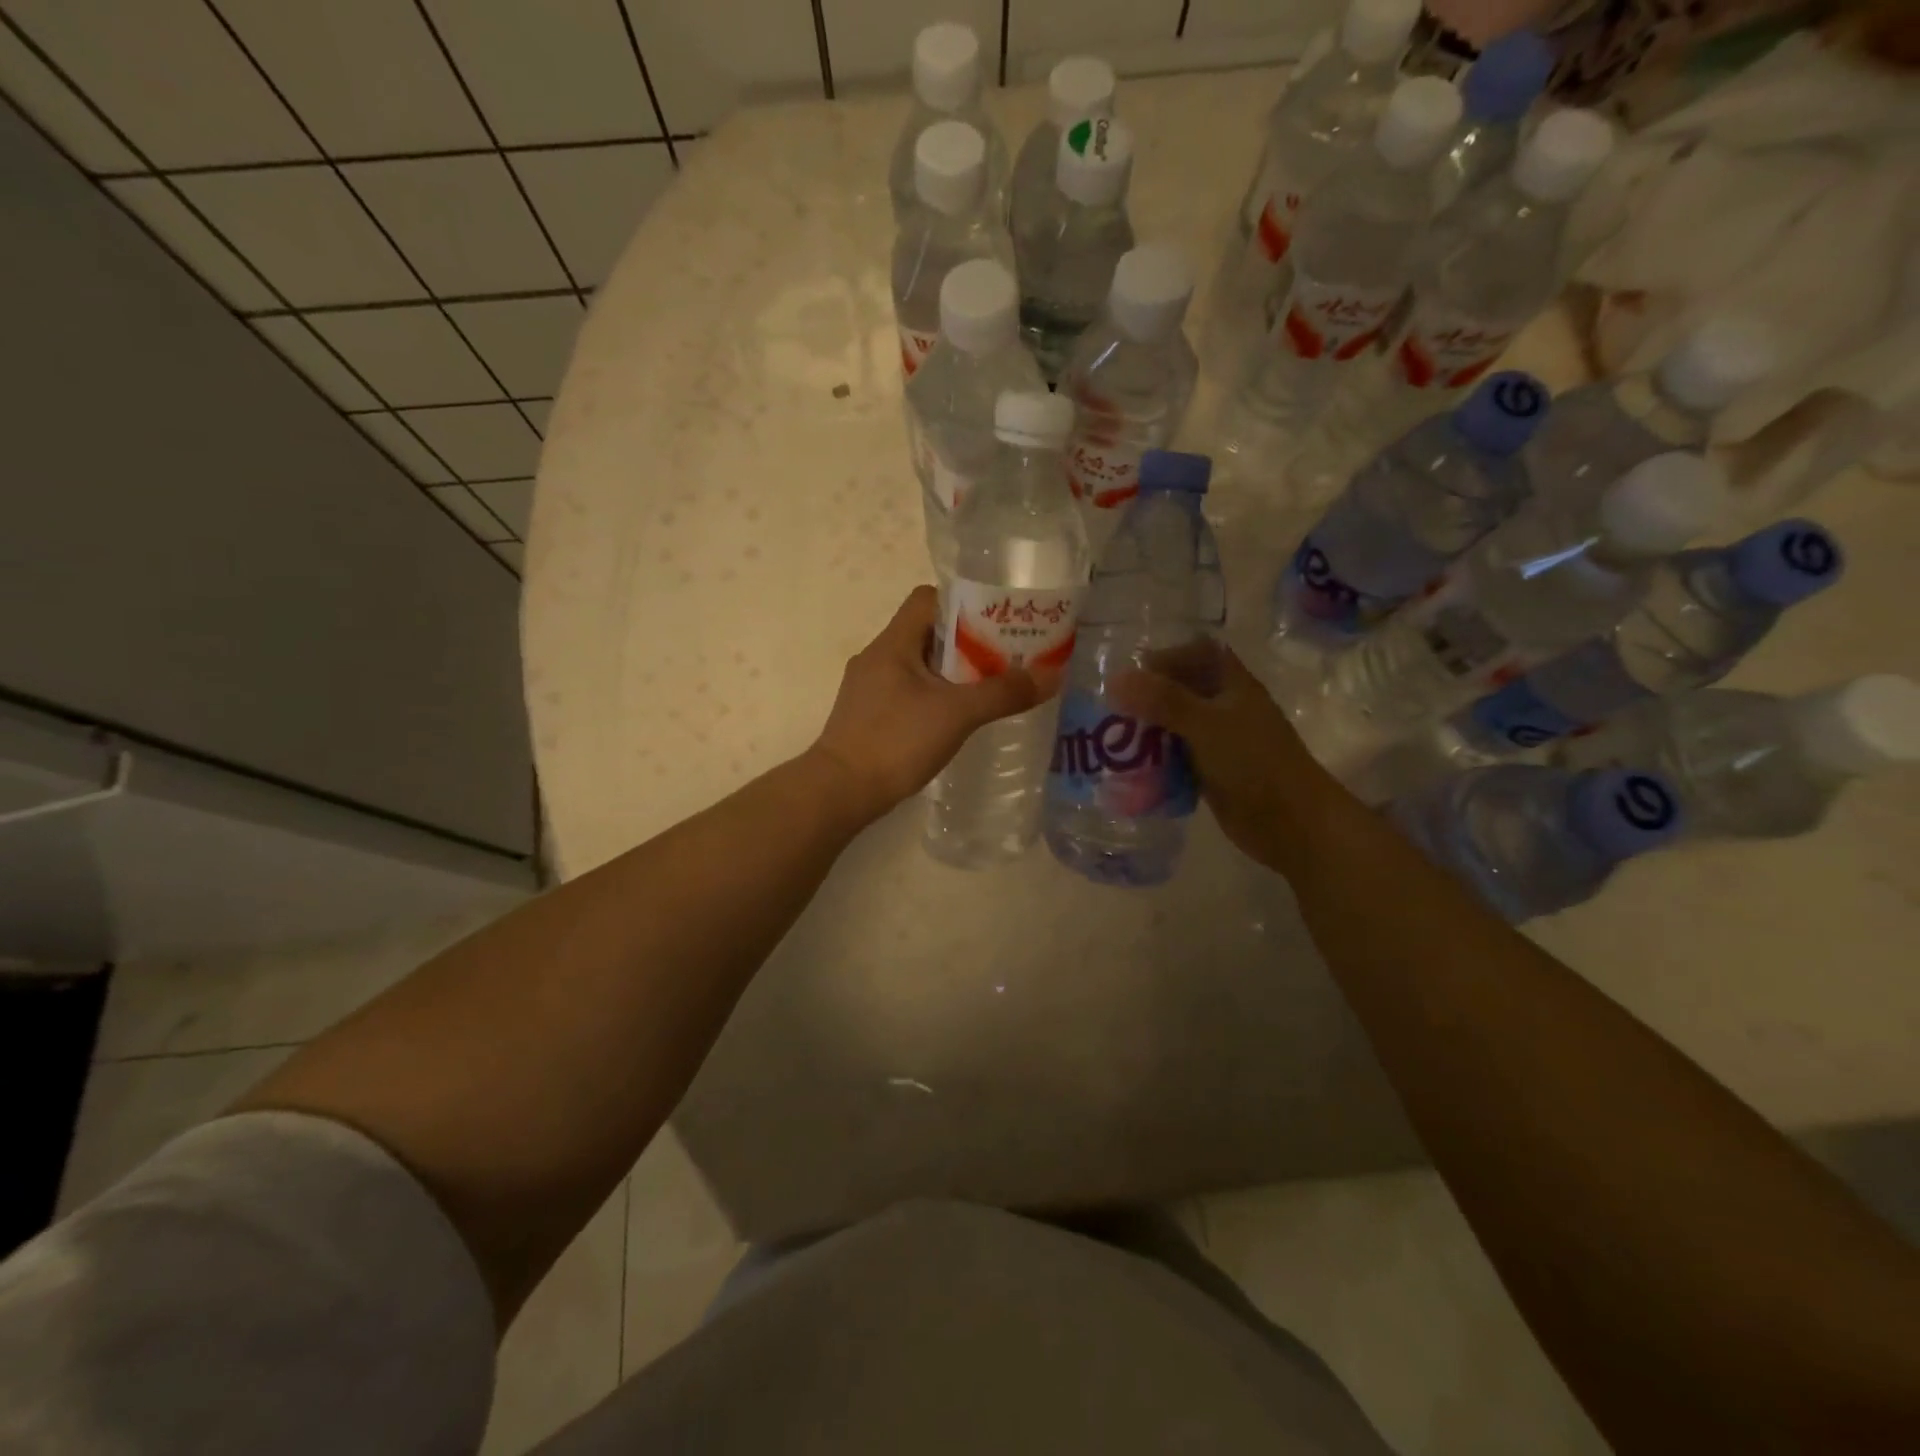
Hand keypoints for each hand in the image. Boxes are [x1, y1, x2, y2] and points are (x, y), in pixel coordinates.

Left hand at [809, 586, 1060, 826]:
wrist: (841, 791)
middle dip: (968, 642)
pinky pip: (908, 692)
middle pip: (927, 632)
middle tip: (1006, 657)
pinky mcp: (868, 716)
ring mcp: (869, 688)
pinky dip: (935, 696)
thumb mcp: (957, 714)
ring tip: (989, 687)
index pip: (927, 599)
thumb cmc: (896, 741)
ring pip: (919, 665)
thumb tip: (1052, 674)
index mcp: (893, 643)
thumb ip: (1003, 693)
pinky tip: (956, 718)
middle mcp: (877, 657)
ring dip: (952, 672)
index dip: (964, 603)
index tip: (997, 621)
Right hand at [1112, 643, 1345, 877]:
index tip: (1130, 672)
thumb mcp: (1207, 725)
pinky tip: (1129, 768)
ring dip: (1146, 730)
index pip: (1197, 653)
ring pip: (1174, 726)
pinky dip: (1154, 760)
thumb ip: (1163, 700)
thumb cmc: (1255, 763)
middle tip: (1110, 709)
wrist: (1292, 823)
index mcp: (1233, 685)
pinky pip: (1175, 757)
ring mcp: (1218, 742)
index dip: (1167, 656)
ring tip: (1111, 738)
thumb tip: (1115, 679)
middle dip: (1146, 697)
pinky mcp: (1210, 772)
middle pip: (1180, 690)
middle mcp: (1225, 708)